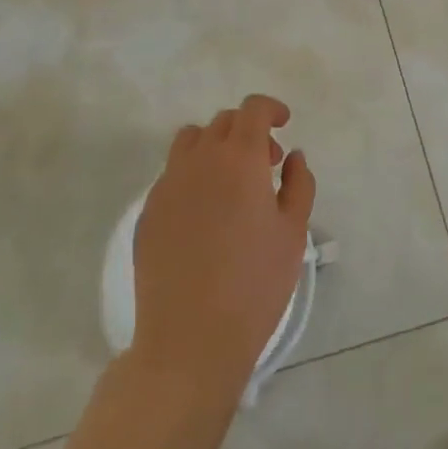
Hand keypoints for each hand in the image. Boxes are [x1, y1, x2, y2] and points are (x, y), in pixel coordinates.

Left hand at [131, 94, 316, 395]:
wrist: (189, 340)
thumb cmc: (254, 286)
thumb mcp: (293, 234)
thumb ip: (299, 185)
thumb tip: (293, 156)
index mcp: (239, 158)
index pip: (253, 109)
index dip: (270, 108)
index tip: (283, 123)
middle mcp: (200, 159)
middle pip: (223, 121)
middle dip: (248, 131)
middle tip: (266, 163)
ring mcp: (168, 183)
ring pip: (192, 140)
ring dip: (215, 146)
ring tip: (230, 181)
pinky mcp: (148, 210)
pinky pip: (172, 173)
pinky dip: (192, 175)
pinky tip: (204, 214)